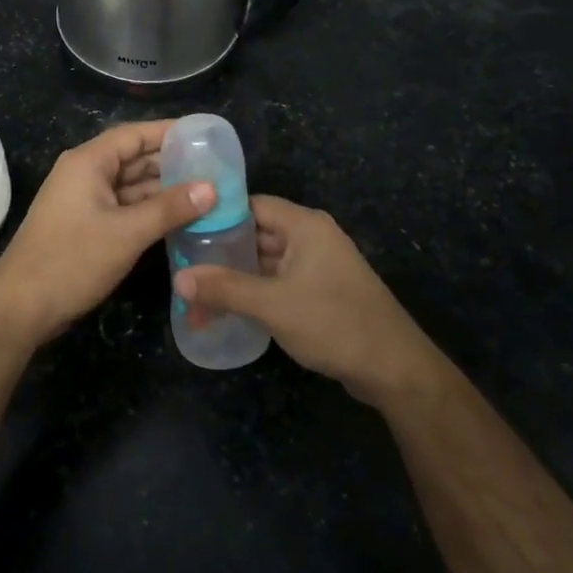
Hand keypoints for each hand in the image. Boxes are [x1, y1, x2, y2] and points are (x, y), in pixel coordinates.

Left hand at [0, 120, 214, 349]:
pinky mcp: (84, 225)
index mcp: (88, 162)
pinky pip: (123, 207)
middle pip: (134, 158)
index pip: (135, 134)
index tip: (206, 135)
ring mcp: (83, 200)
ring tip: (207, 194)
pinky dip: (149, 211)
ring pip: (130, 186)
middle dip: (172, 164)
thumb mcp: (128, 233)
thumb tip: (212, 187)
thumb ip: (170, 207)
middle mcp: (84, 173)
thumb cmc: (72, 260)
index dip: (170, 132)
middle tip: (215, 169)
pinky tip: (179, 219)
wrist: (21, 307)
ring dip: (163, 190)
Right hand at [175, 196, 443, 409]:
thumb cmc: (333, 322)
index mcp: (305, 226)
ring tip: (196, 297)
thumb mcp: (272, 305)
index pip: (251, 205)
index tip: (184, 231)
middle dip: (221, 253)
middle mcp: (312, 238)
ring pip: (266, 262)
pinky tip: (228, 310)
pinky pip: (279, 282)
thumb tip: (179, 279)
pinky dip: (254, 292)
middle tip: (182, 268)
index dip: (217, 215)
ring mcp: (318, 266)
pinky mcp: (321, 292)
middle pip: (256, 234)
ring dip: (235, 278)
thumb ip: (224, 289)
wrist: (393, 367)